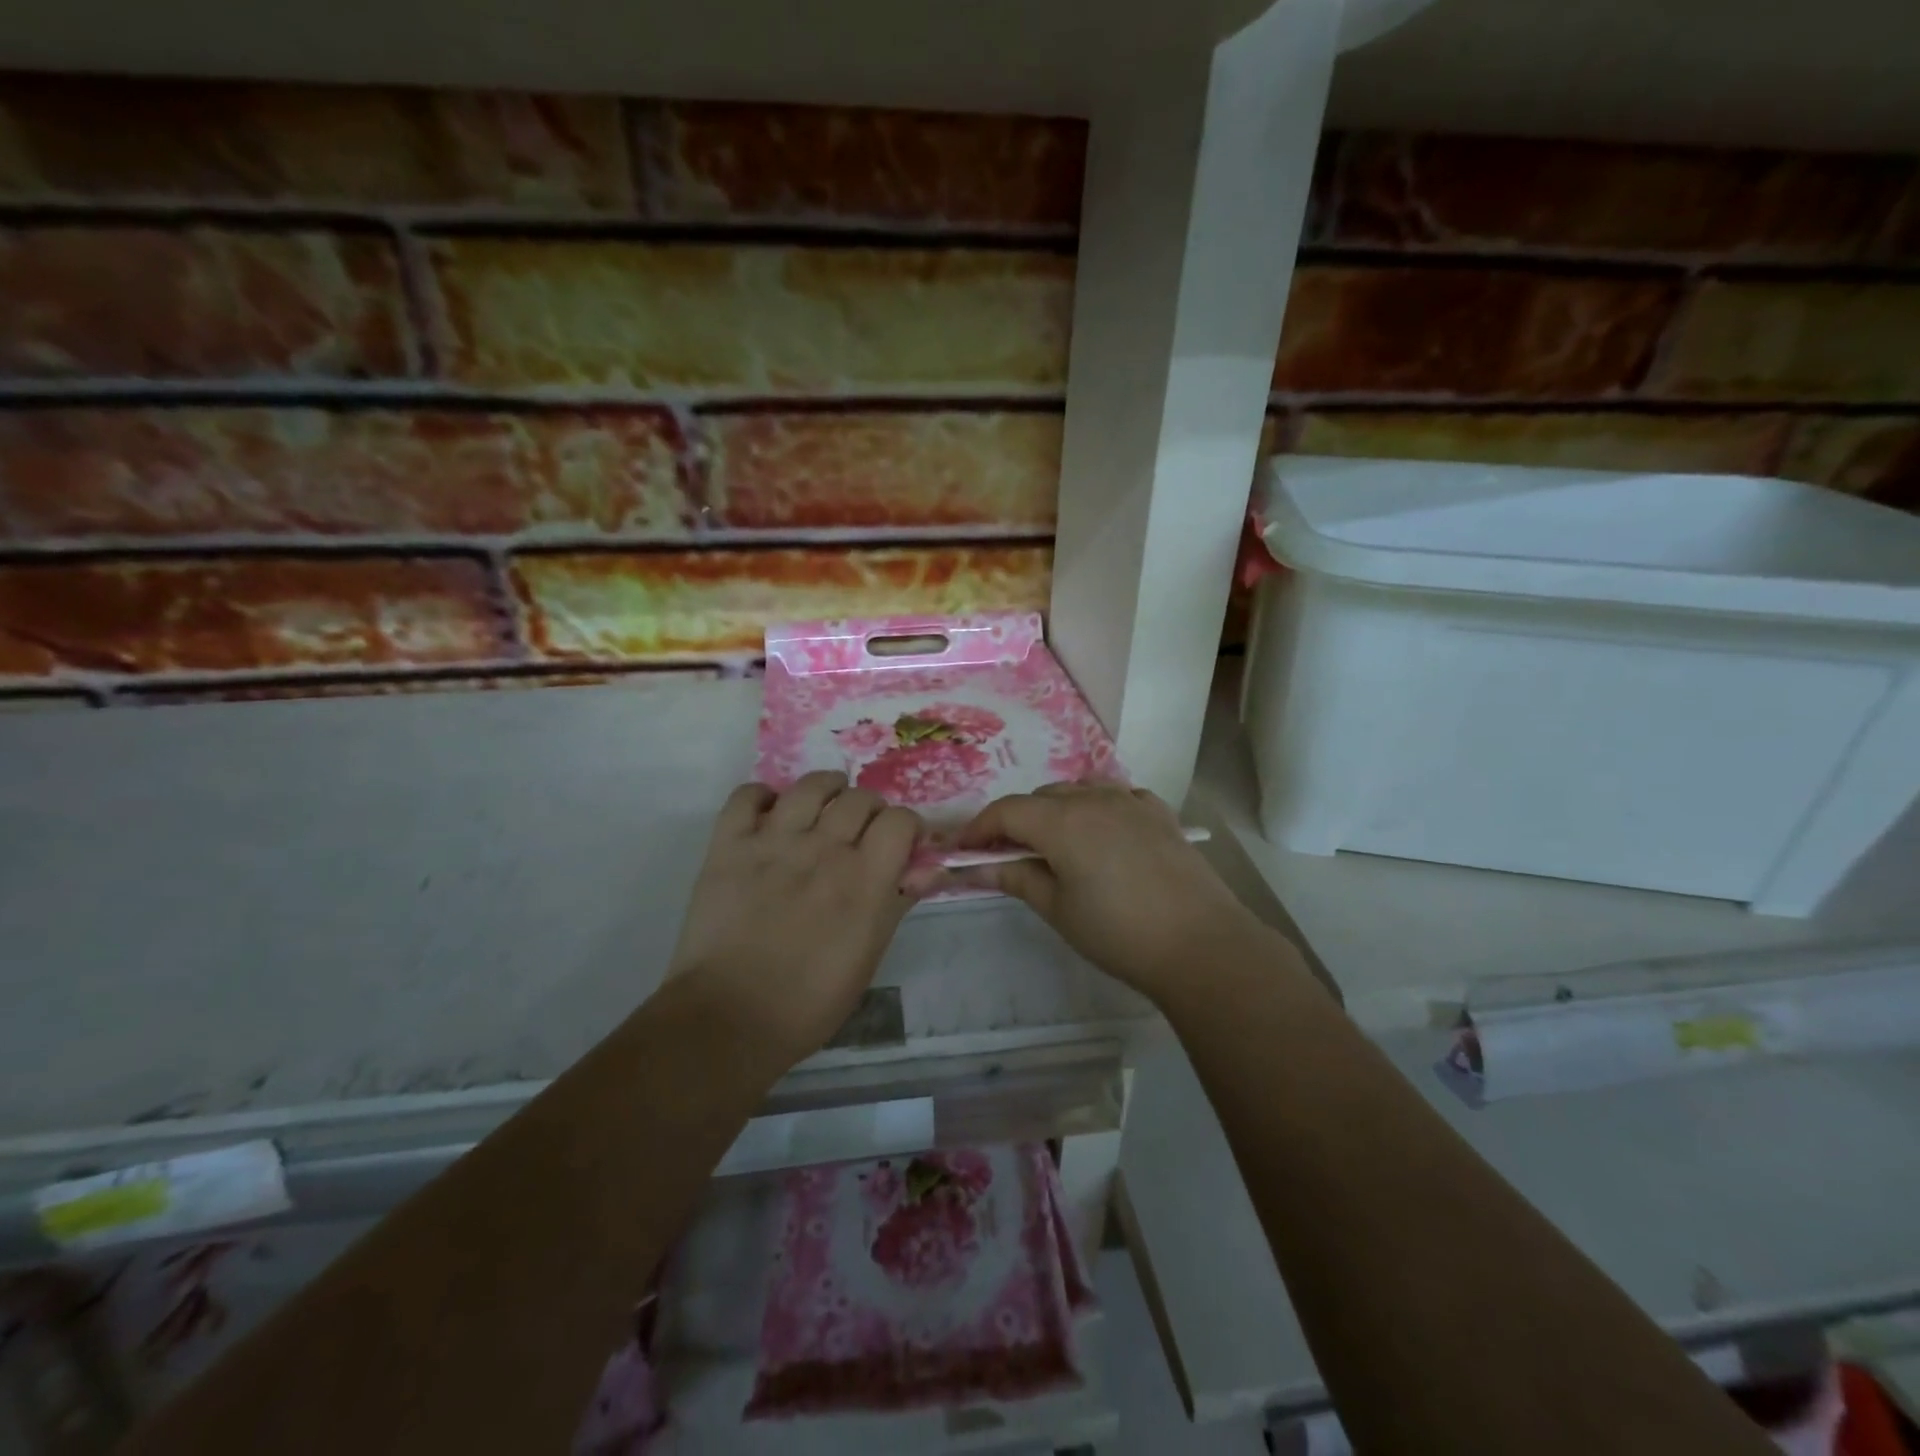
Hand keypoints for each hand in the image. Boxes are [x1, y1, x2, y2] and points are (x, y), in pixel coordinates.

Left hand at [670, 772, 924, 1064]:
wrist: (729, 1018)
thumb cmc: (810, 1001)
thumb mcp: (868, 956)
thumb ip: (898, 902)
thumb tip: (931, 868)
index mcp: (864, 879)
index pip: (900, 820)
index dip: (906, 827)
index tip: (902, 844)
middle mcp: (823, 848)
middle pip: (859, 798)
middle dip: (870, 810)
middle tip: (862, 832)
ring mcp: (773, 842)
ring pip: (810, 786)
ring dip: (826, 789)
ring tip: (826, 802)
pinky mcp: (729, 845)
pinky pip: (747, 795)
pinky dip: (762, 796)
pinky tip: (771, 812)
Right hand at [955, 781, 1265, 1003]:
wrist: (1201, 944)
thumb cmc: (1118, 933)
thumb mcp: (1058, 908)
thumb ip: (1016, 877)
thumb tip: (979, 866)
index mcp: (1062, 821)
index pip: (1006, 811)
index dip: (979, 828)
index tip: (964, 850)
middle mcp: (1094, 798)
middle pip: (1041, 797)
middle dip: (1016, 821)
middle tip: (1007, 855)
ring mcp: (1131, 801)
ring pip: (1078, 790)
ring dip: (1056, 810)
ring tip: (1054, 845)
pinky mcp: (1159, 812)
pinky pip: (1116, 796)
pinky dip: (1096, 807)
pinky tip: (1101, 833)